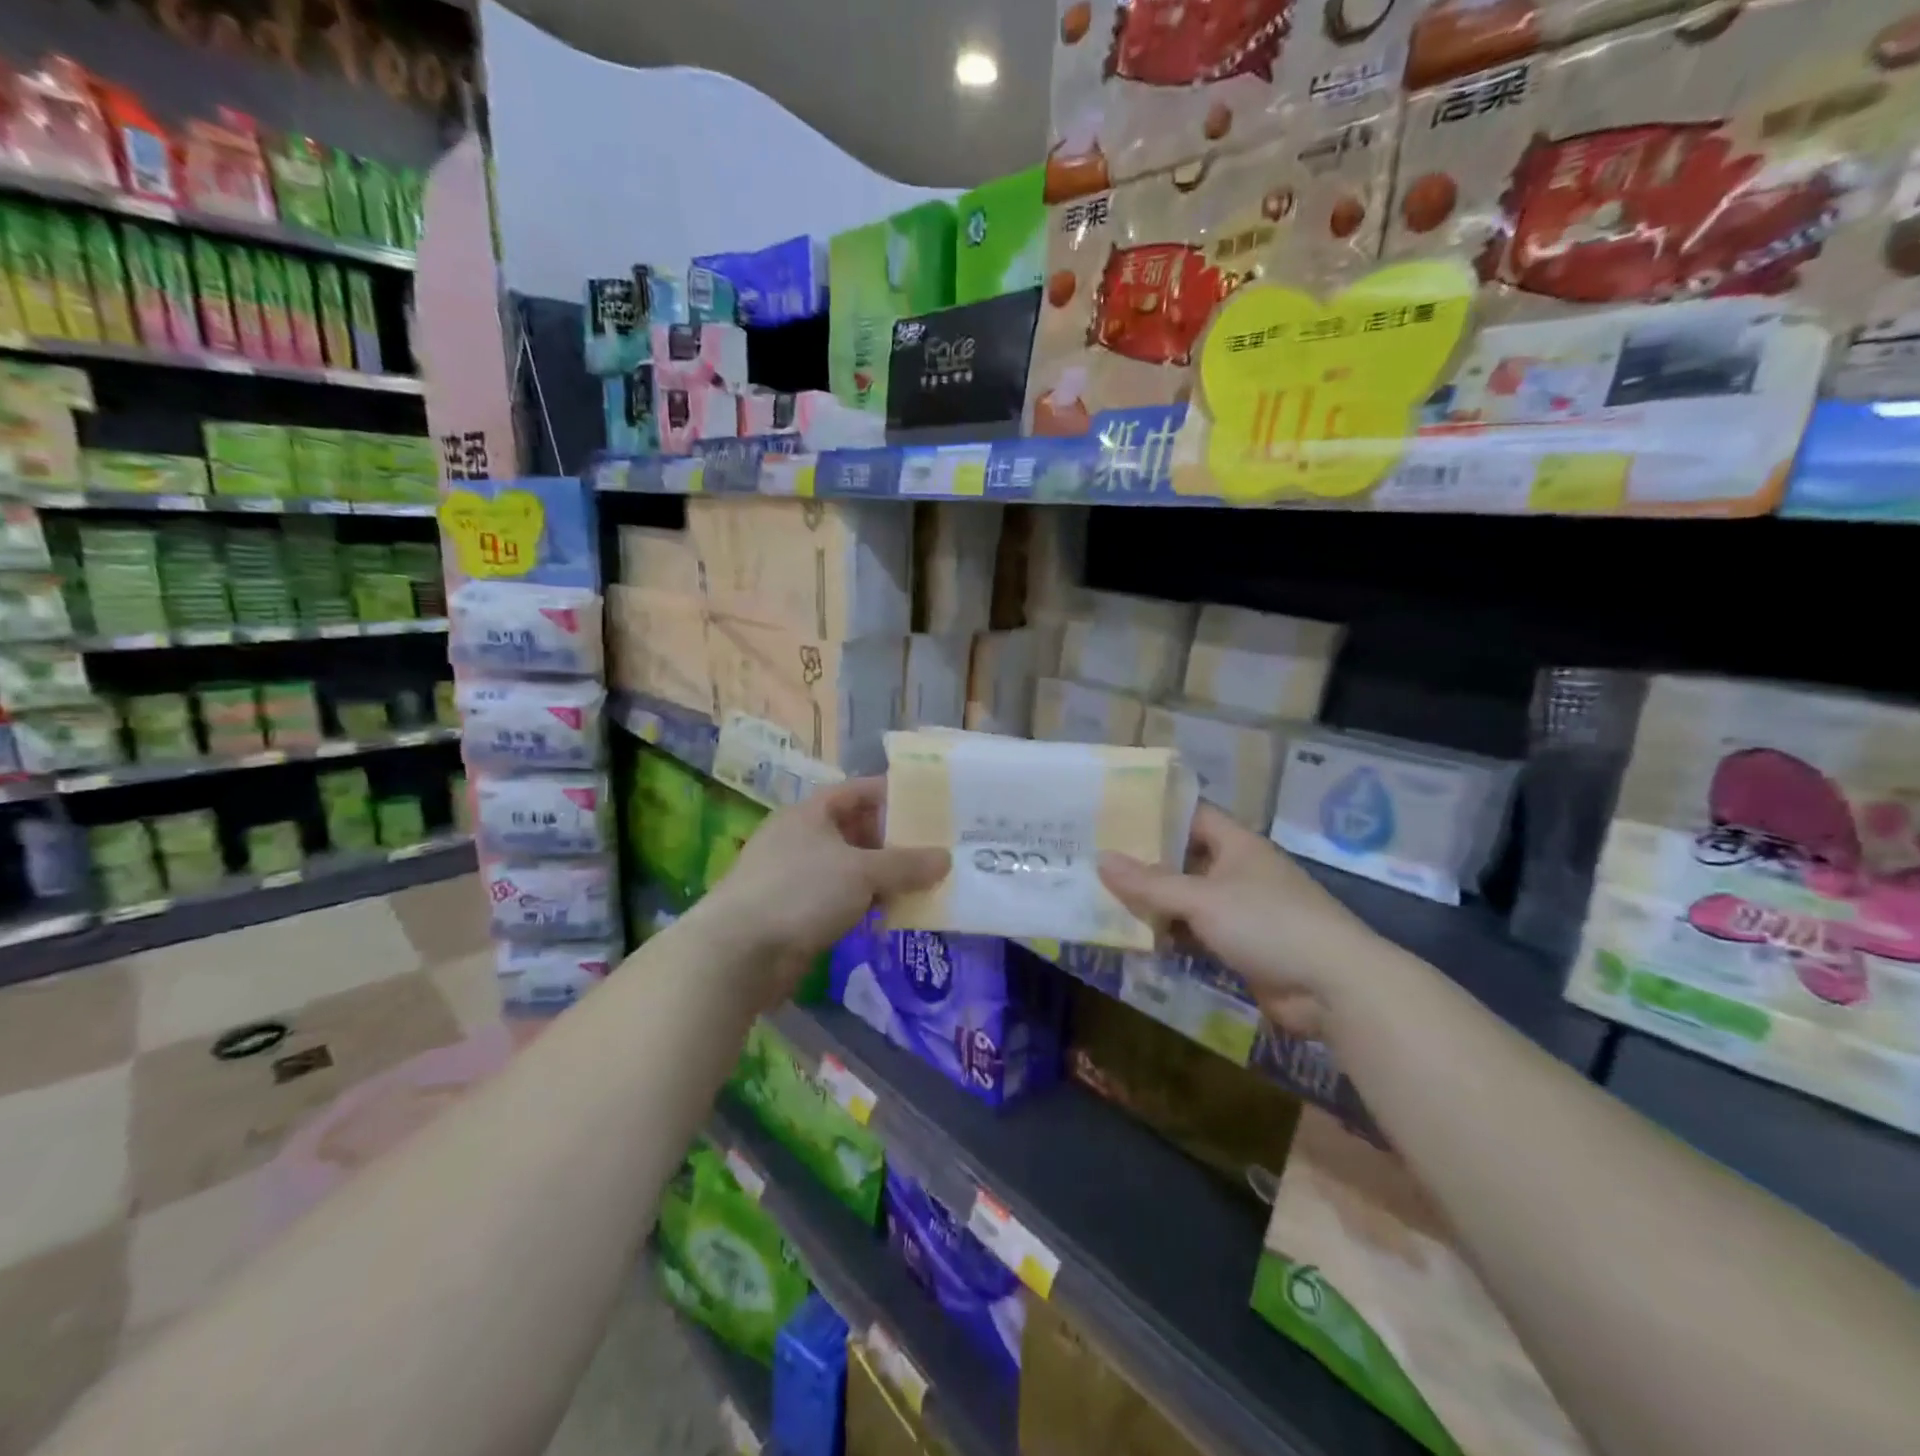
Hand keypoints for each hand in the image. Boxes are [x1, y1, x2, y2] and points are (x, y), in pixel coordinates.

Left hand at [692, 778, 948, 1005]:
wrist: (737, 953)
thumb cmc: (800, 893)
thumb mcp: (861, 872)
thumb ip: (906, 864)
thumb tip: (945, 858)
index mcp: (811, 813)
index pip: (858, 791)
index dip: (892, 794)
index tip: (929, 805)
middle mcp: (802, 838)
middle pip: (856, 831)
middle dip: (894, 841)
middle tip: (935, 850)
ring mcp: (796, 876)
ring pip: (850, 868)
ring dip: (883, 876)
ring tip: (925, 883)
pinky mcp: (795, 912)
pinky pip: (840, 899)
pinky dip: (865, 903)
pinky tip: (892, 914)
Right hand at [1097, 803, 1375, 1036]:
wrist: (1335, 987)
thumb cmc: (1268, 923)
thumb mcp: (1203, 899)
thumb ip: (1150, 883)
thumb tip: (1100, 860)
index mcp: (1236, 844)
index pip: (1192, 814)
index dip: (1156, 812)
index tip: (1113, 812)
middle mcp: (1238, 871)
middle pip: (1185, 858)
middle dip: (1145, 862)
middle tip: (1095, 858)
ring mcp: (1242, 910)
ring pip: (1188, 899)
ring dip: (1155, 903)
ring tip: (1104, 898)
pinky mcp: (1243, 946)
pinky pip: (1198, 933)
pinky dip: (1172, 935)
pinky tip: (1139, 938)